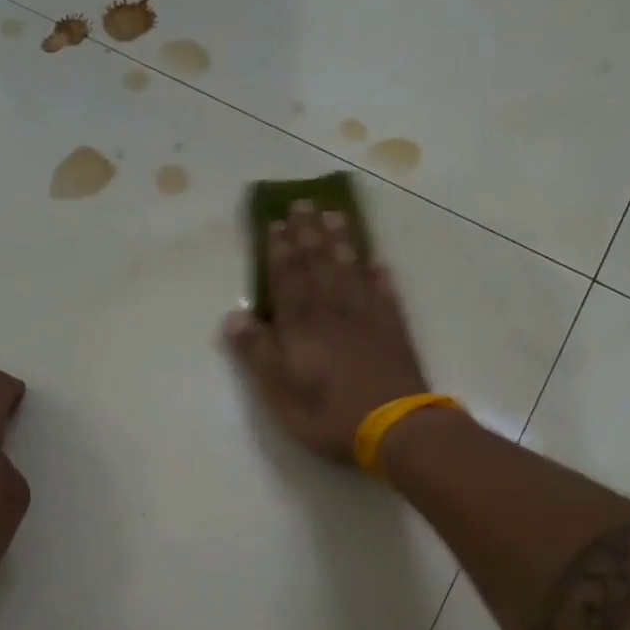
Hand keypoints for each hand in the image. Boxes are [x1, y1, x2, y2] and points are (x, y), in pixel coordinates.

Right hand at [223, 202, 430, 461]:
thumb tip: (234, 316)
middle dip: (308, 233)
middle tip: (303, 202)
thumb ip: (257, 354)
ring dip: (342, 242)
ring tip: (336, 214)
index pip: (287, 279)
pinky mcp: (394, 332)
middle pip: (319, 266)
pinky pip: (385, 295)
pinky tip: (378, 262)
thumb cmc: (328, 415)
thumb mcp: (280, 393)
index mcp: (302, 327)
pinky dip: (380, 276)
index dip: (280, 249)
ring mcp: (368, 320)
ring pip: (351, 271)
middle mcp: (334, 313)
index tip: (276, 220)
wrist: (395, 428)